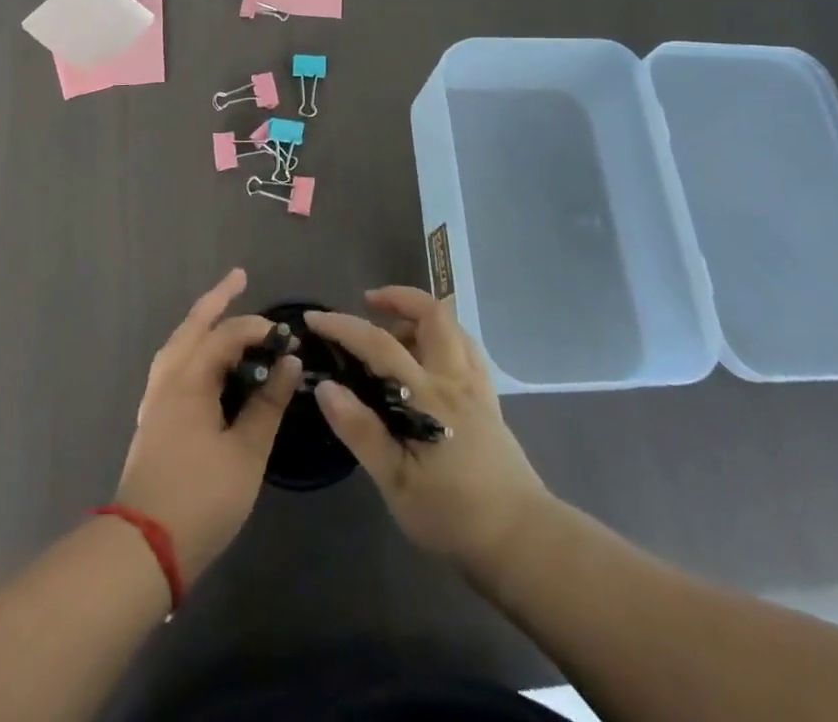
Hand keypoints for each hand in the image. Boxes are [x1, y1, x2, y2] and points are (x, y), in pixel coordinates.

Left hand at [115, 268, 300, 585]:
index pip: (226, 336)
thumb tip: (289, 362)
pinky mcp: (153, 419)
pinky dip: (191, 346)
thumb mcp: (246, 453)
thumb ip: (268, 404)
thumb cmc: (200, 499)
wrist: (142, 548)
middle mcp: (168, 379)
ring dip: (200, 322)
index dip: (257, 329)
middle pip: (192, 326)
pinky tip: (202, 359)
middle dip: (216, 299)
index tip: (286, 338)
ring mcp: (156, 399)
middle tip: (238, 277)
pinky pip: (173, 364)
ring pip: (178, 344)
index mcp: (190, 380)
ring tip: (219, 309)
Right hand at [307, 287, 548, 578]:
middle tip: (368, 303)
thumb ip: (361, 432)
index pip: (379, 344)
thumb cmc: (453, 515)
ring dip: (421, 315)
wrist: (521, 540)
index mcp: (427, 395)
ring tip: (394, 331)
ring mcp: (476, 386)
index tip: (315, 318)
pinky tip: (430, 357)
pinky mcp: (490, 400)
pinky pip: (467, 349)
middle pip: (432, 314)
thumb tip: (327, 387)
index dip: (343, 326)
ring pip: (453, 327)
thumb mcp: (396, 483)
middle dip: (398, 297)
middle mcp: (454, 378)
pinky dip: (444, 336)